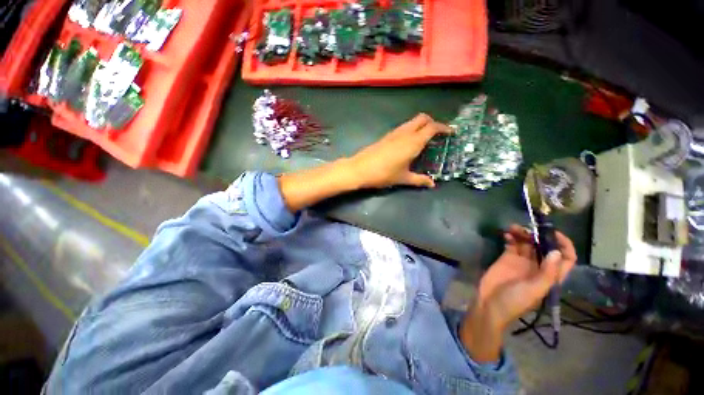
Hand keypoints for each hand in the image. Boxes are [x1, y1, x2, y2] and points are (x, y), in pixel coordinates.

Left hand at [347, 113, 451, 188]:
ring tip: (424, 138)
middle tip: (437, 134)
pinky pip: (403, 127)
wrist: (360, 169)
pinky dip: (410, 130)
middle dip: (432, 122)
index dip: (444, 128)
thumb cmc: (384, 174)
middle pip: (422, 118)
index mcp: (413, 142)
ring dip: (420, 125)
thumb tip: (432, 184)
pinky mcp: (386, 136)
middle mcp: (405, 133)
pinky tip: (408, 142)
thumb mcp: (403, 178)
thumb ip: (419, 180)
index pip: (432, 127)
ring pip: (411, 122)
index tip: (451, 132)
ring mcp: (394, 133)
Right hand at [460, 225, 576, 361]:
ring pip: (528, 243)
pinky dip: (511, 237)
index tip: (554, 233)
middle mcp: (538, 267)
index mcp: (550, 276)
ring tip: (513, 228)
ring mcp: (522, 262)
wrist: (489, 304)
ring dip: (523, 234)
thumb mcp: (533, 290)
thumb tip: (556, 252)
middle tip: (528, 228)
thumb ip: (546, 273)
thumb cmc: (514, 301)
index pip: (565, 259)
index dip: (564, 245)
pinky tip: (506, 234)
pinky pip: (512, 244)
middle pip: (544, 247)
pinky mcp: (506, 258)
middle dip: (539, 236)